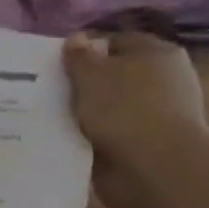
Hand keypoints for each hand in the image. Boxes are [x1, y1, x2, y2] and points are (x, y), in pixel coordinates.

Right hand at [63, 32, 208, 207]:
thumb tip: (76, 38)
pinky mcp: (141, 149)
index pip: (116, 42)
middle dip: (83, 85)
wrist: (153, 169)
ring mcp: (152, 118)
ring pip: (107, 110)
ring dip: (84, 116)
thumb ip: (80, 56)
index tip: (56, 63)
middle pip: (112, 77)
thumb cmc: (126, 109)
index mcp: (157, 54)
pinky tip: (64, 142)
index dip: (86, 50)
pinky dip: (89, 140)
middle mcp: (160, 83)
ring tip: (48, 119)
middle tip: (48, 92)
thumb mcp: (94, 74)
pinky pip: (106, 138)